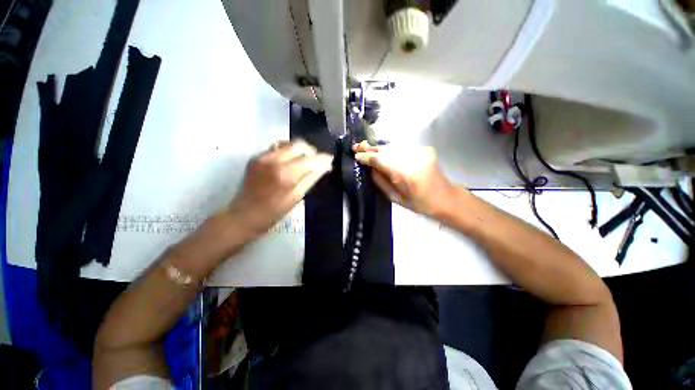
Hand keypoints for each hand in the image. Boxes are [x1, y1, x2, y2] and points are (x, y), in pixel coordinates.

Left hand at [228, 140, 332, 234]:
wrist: (243, 215)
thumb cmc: (273, 213)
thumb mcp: (297, 197)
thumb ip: (312, 178)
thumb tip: (327, 165)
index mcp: (286, 174)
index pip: (310, 158)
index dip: (323, 158)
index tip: (330, 160)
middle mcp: (274, 160)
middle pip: (299, 145)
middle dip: (311, 152)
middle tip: (316, 163)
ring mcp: (262, 156)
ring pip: (288, 143)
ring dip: (299, 151)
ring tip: (303, 163)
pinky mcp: (256, 157)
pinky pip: (277, 148)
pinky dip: (287, 152)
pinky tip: (288, 164)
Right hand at [354, 141, 455, 216]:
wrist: (444, 198)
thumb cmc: (419, 203)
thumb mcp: (396, 198)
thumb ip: (381, 181)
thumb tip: (369, 167)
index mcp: (407, 175)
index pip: (382, 160)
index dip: (367, 157)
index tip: (356, 155)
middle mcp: (414, 159)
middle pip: (387, 150)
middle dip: (371, 148)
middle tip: (357, 146)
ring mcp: (421, 152)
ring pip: (394, 147)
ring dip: (380, 149)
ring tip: (367, 148)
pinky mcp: (425, 149)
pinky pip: (402, 149)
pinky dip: (392, 151)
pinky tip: (385, 154)